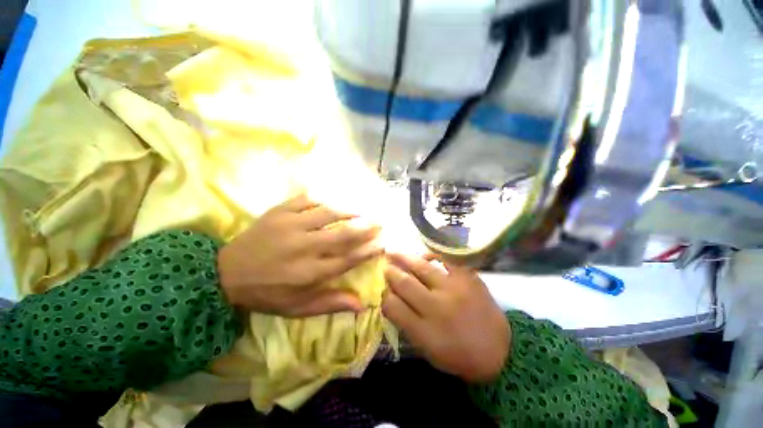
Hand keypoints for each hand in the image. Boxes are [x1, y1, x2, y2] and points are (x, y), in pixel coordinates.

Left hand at [218, 194, 382, 316]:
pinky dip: (324, 198)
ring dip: (349, 210)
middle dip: (366, 228)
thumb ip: (331, 304)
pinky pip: (307, 199)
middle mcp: (304, 248)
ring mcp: (291, 226)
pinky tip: (334, 198)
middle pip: (343, 235)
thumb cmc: (267, 293)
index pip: (348, 259)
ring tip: (362, 209)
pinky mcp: (279, 212)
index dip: (369, 250)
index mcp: (310, 273)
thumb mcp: (298, 308)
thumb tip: (363, 305)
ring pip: (328, 213)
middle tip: (380, 222)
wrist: (226, 274)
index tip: (383, 243)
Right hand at [382, 254, 510, 382]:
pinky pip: (445, 260)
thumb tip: (391, 299)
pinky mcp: (468, 278)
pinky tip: (423, 255)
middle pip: (405, 283)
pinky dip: (431, 255)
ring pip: (421, 268)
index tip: (383, 290)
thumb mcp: (428, 351)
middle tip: (385, 266)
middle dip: (391, 273)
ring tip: (393, 252)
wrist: (500, 351)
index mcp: (425, 331)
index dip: (384, 296)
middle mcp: (437, 308)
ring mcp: (454, 289)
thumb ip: (407, 325)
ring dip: (404, 258)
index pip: (393, 306)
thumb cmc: (460, 355)